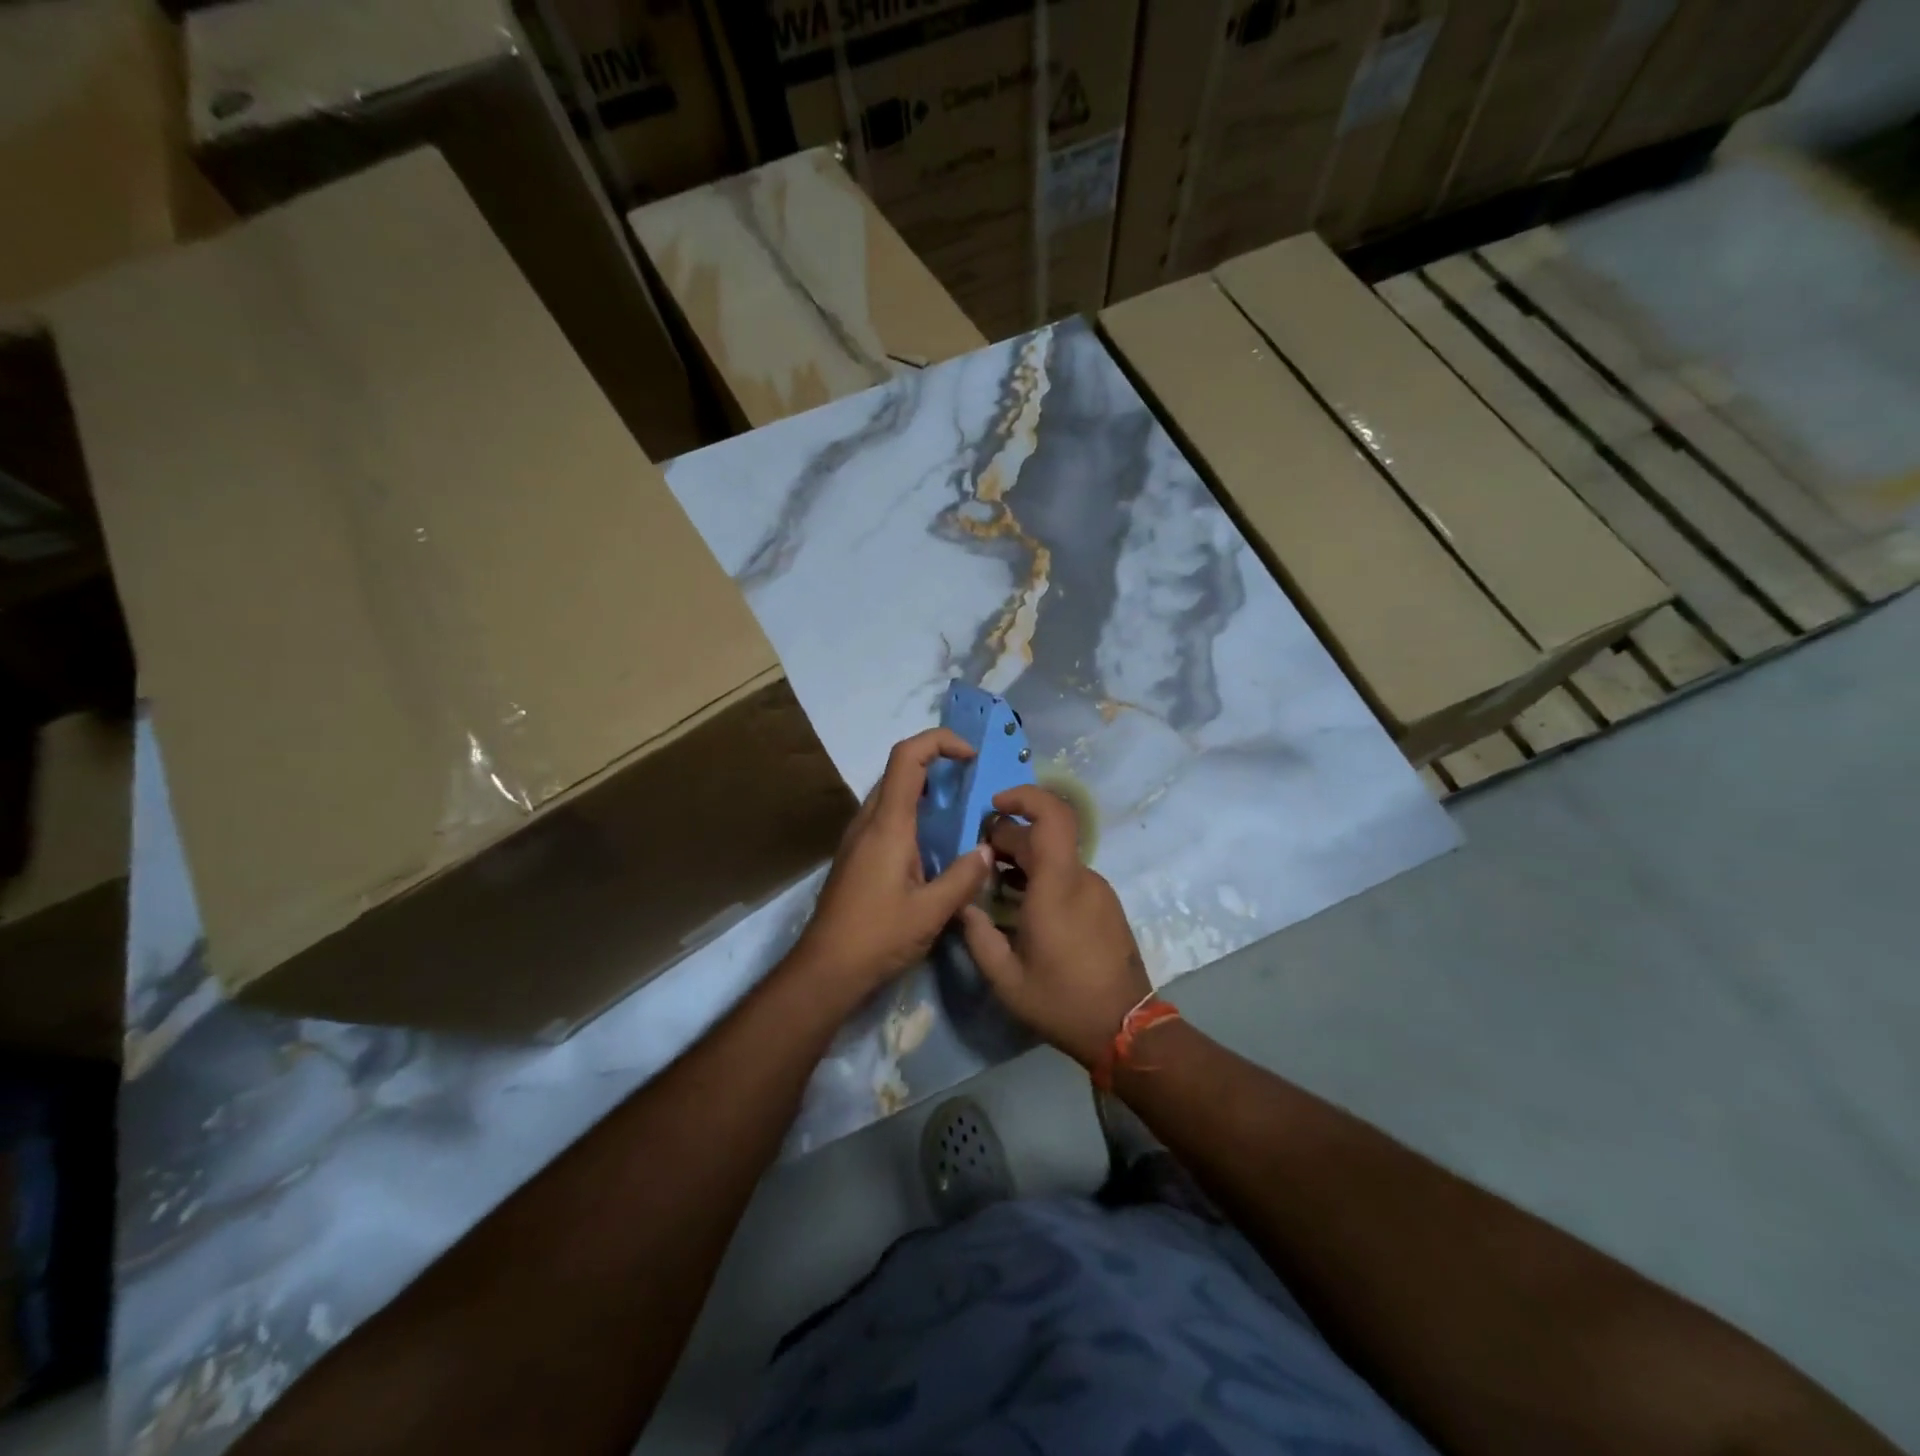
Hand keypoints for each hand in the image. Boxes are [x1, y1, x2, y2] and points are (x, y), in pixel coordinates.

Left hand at [789, 728, 994, 1000]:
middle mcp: (869, 821)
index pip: (907, 757)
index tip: (971, 756)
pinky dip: (914, 813)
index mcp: (888, 824)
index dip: (939, 741)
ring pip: (892, 793)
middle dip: (937, 763)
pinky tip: (934, 845)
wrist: (825, 969)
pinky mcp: (856, 855)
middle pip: (899, 769)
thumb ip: (963, 877)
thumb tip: (986, 849)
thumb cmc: (877, 937)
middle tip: (973, 783)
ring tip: (961, 812)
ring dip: (925, 790)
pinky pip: (886, 817)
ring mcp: (858, 837)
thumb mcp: (931, 911)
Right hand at [959, 785, 1150, 1066]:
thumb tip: (962, 903)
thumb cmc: (1061, 1002)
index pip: (1052, 816)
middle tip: (979, 857)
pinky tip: (1022, 902)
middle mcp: (1082, 878)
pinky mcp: (1105, 905)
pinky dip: (1043, 876)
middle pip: (1045, 836)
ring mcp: (1098, 890)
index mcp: (1058, 886)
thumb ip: (977, 934)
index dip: (1024, 797)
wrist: (1126, 1029)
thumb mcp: (1005, 978)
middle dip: (1009, 836)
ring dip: (1024, 858)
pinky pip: (1069, 875)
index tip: (994, 806)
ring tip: (995, 882)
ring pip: (1056, 856)